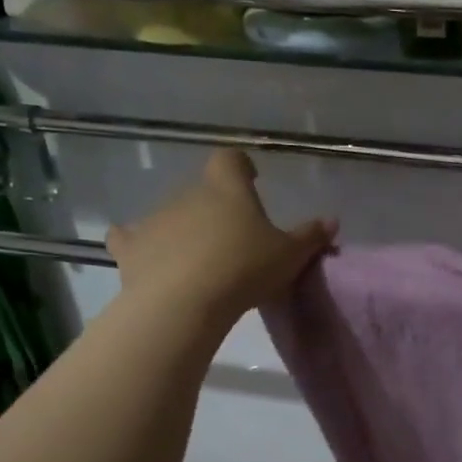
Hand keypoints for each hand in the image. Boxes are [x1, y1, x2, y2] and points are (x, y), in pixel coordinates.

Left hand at [106, 150, 334, 321]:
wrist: (184, 302)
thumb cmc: (244, 269)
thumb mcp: (289, 256)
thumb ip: (310, 237)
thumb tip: (332, 221)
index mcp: (227, 188)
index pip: (231, 160)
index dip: (241, 166)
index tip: (251, 179)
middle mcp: (188, 194)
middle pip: (203, 191)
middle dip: (216, 208)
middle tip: (234, 238)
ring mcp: (155, 218)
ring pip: (172, 215)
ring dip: (184, 230)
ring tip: (200, 260)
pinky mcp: (130, 247)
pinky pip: (130, 238)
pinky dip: (138, 244)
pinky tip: (147, 257)